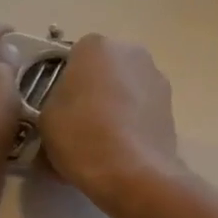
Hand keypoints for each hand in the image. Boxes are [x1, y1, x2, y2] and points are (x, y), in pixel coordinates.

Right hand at [37, 34, 183, 202]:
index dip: (64, 81)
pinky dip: (131, 122)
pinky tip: (119, 149)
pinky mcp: (171, 105)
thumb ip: (55, 100)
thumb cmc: (82, 135)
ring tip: (99, 141)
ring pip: (125, 89)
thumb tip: (65, 106)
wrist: (133, 172)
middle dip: (93, 90)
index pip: (74, 56)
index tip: (58, 106)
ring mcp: (156, 77)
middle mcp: (131, 52)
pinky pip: (141, 108)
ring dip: (114, 106)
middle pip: (104, 69)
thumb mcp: (46, 117)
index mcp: (96, 46)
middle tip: (77, 123)